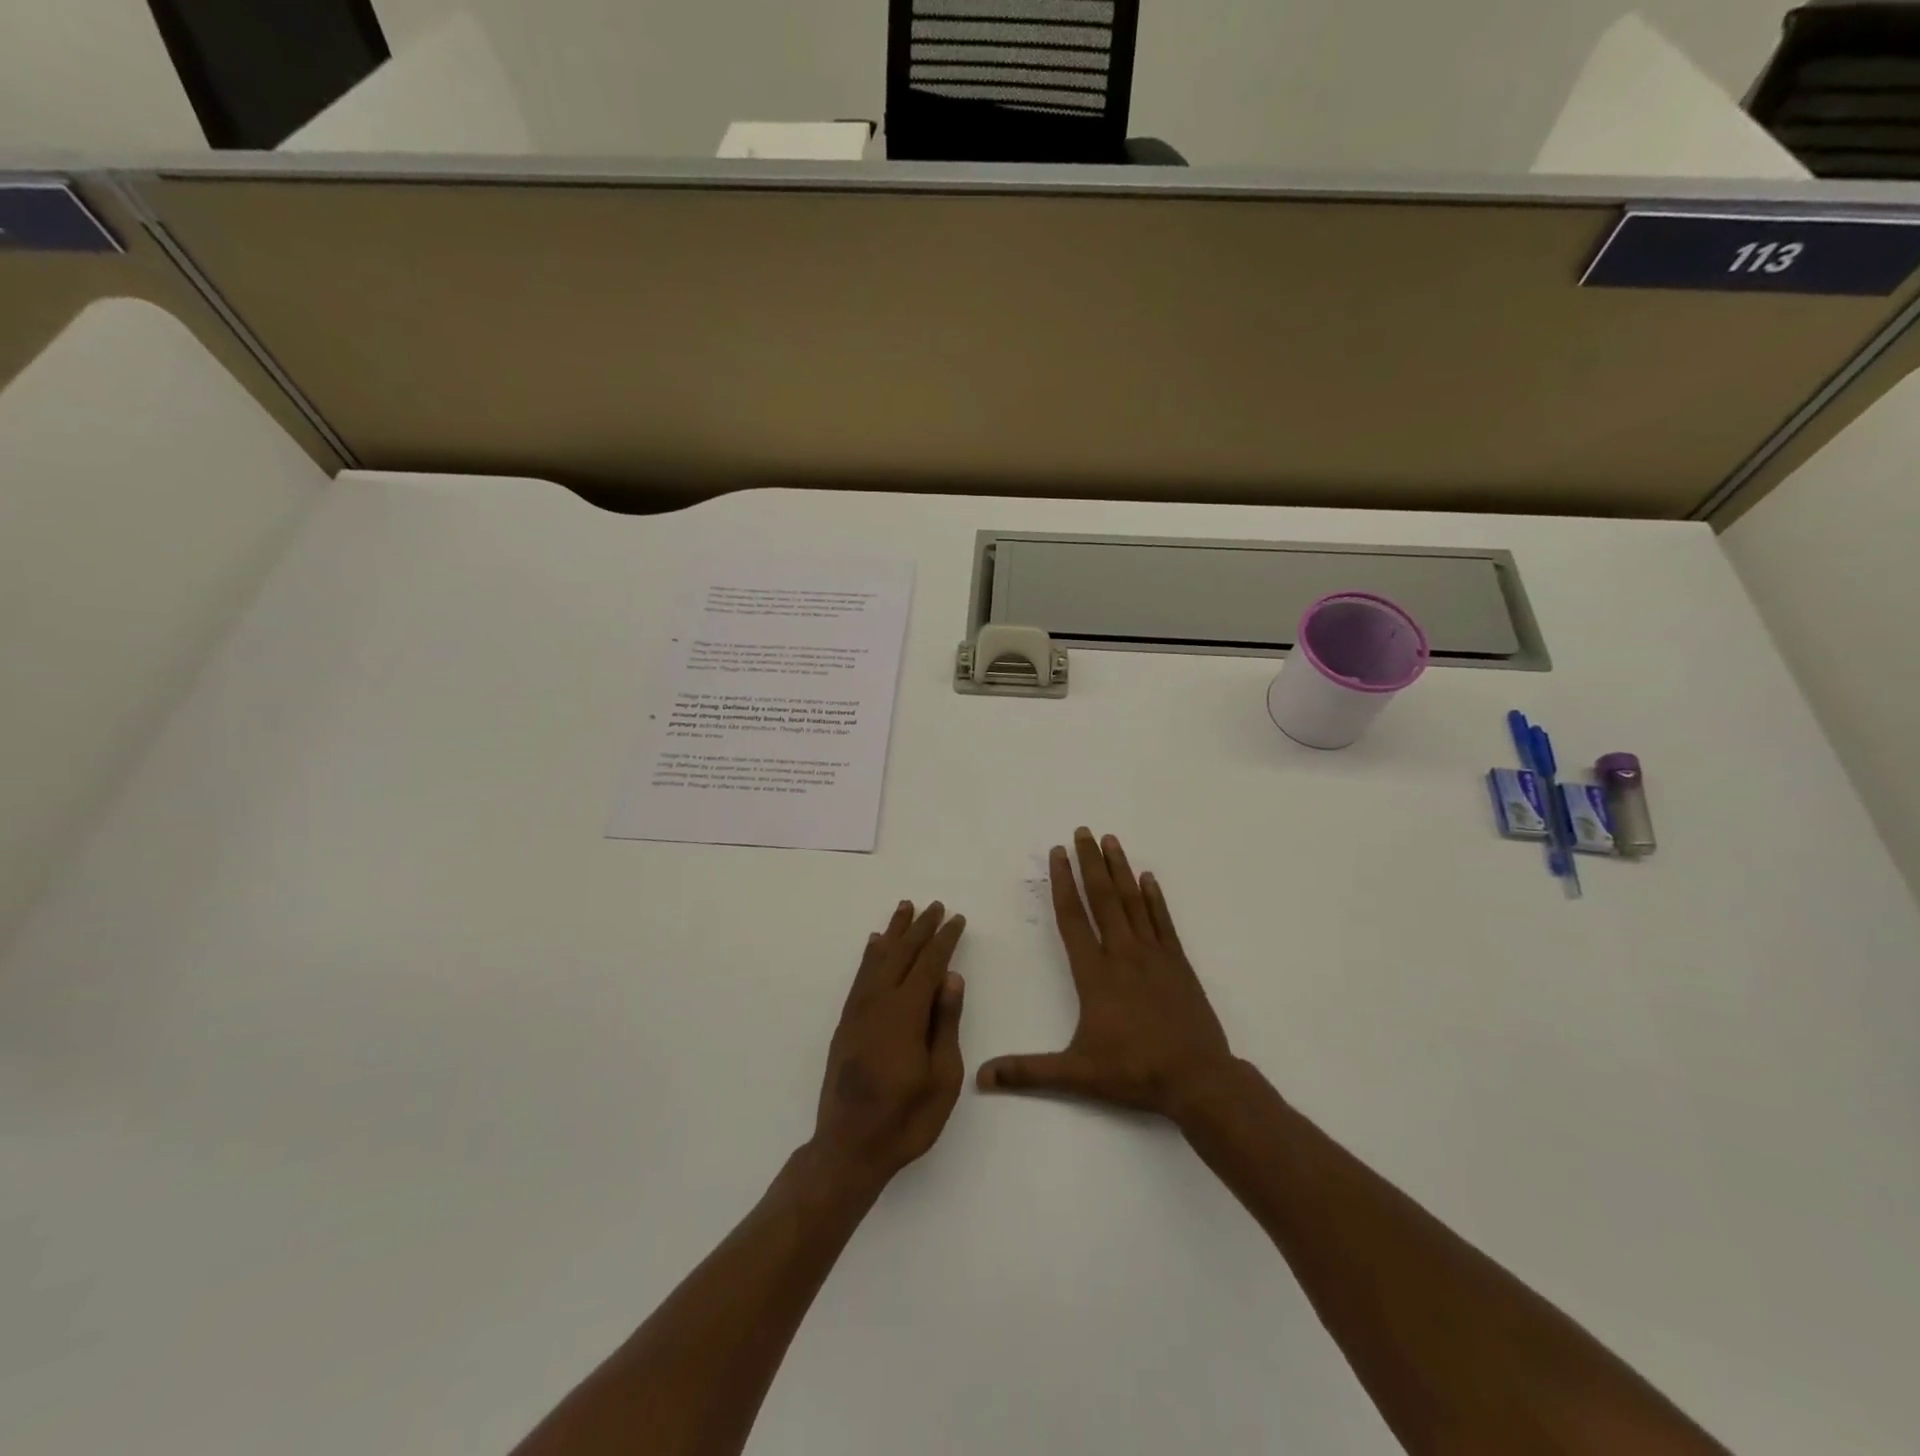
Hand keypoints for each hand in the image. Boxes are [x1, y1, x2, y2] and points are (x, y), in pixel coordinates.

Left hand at [811, 901, 966, 1192]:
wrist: (849, 1147)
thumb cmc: (906, 1118)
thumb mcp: (942, 1077)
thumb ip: (945, 1023)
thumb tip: (951, 977)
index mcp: (906, 1013)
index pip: (929, 964)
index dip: (944, 939)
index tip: (956, 919)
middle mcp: (879, 1002)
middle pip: (902, 954)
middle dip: (920, 928)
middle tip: (934, 905)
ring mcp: (858, 1011)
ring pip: (878, 959)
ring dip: (893, 933)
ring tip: (904, 908)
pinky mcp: (846, 1023)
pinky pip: (860, 977)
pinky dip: (870, 956)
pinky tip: (874, 945)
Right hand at [978, 829, 1232, 1117]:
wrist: (1197, 1079)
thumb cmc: (1133, 1072)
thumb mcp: (1076, 1074)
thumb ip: (1028, 1072)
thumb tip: (981, 1078)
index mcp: (1095, 974)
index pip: (1073, 918)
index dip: (1062, 883)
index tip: (1057, 854)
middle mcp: (1123, 954)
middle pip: (1103, 898)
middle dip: (1090, 862)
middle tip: (1083, 831)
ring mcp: (1154, 955)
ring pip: (1133, 902)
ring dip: (1120, 869)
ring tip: (1111, 840)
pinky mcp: (1178, 963)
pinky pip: (1163, 921)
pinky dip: (1154, 898)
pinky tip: (1148, 878)